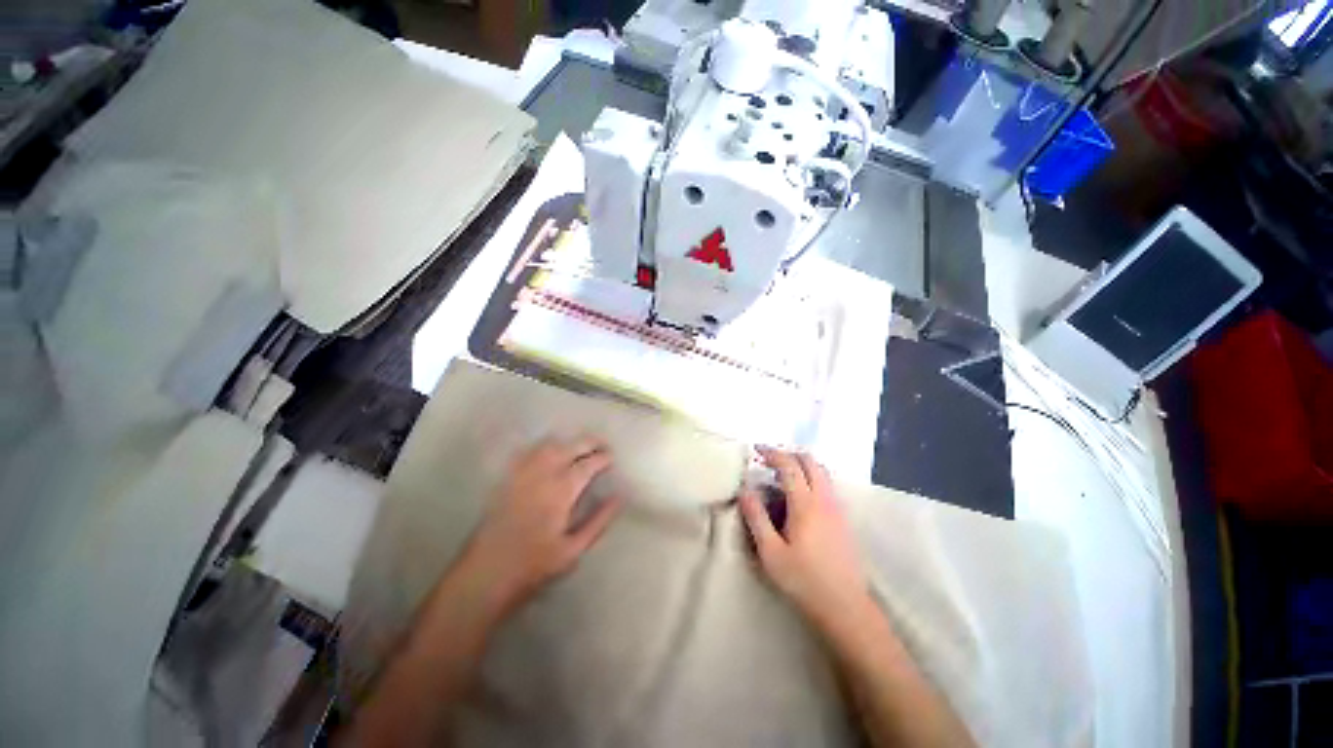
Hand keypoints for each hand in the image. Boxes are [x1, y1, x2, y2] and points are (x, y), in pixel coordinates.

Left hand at [460, 437, 623, 614]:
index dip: (602, 458)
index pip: (587, 465)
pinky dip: (543, 447)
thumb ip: (598, 521)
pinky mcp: (506, 479)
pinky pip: (527, 452)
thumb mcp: (573, 549)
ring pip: (548, 445)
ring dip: (567, 442)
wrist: (486, 574)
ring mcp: (522, 475)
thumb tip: (619, 497)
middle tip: (602, 445)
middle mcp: (542, 476)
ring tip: (579, 448)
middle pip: (569, 447)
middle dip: (589, 442)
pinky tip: (549, 453)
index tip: (612, 458)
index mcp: (561, 492)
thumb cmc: (534, 565)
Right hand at [739, 447, 871, 626]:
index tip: (756, 450)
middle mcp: (825, 499)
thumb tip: (745, 490)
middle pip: (810, 462)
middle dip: (788, 454)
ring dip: (801, 464)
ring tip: (781, 474)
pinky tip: (799, 494)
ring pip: (822, 472)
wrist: (846, 607)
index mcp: (805, 504)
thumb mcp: (771, 553)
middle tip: (768, 459)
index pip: (789, 466)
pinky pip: (827, 484)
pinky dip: (811, 476)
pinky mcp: (843, 519)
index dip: (772, 453)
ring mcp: (837, 508)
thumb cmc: (804, 581)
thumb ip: (756, 518)